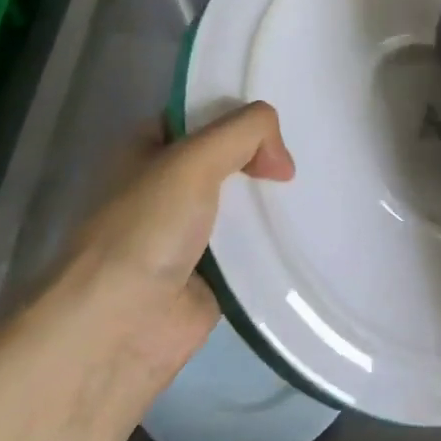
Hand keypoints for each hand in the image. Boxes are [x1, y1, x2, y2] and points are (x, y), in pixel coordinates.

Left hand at [35, 101, 295, 407]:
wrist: (119, 327)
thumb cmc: (146, 229)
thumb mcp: (193, 159)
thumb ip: (245, 133)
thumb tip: (281, 161)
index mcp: (148, 148)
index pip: (203, 114)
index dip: (240, 113)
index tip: (282, 119)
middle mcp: (167, 184)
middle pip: (230, 157)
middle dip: (265, 156)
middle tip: (309, 153)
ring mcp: (190, 230)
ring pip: (244, 201)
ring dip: (274, 199)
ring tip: (321, 187)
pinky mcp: (213, 272)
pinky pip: (253, 245)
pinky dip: (276, 239)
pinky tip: (311, 228)